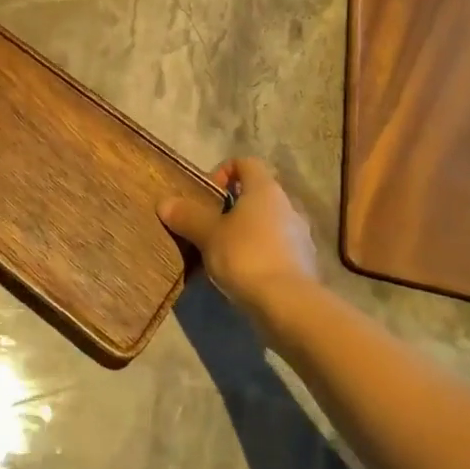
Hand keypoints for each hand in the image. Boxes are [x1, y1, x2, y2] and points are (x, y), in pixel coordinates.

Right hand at [158, 158, 318, 335]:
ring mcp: (300, 235)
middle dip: (231, 208)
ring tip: (223, 255)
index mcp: (265, 189)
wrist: (288, 305)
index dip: (223, 172)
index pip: (245, 163)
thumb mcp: (208, 235)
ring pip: (267, 223)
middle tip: (209, 227)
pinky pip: (277, 248)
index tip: (206, 196)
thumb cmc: (245, 256)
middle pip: (256, 195)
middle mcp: (287, 205)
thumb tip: (164, 203)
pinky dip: (260, 254)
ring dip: (246, 232)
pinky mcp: (304, 263)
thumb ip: (187, 216)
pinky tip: (243, 275)